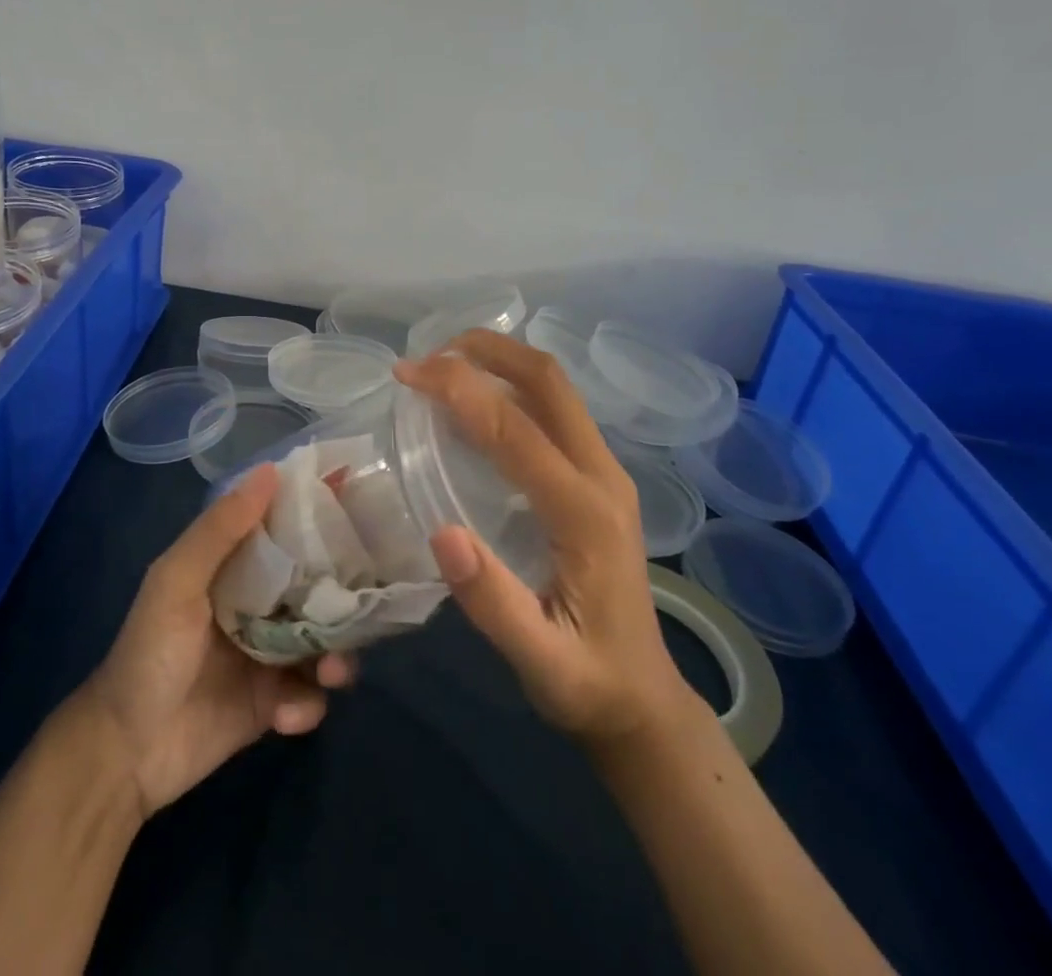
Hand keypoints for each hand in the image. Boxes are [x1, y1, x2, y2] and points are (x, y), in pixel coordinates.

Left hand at [79, 465, 354, 817]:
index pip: (287, 532)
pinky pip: (312, 696)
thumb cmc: (151, 651)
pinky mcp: (276, 704)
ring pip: (326, 643)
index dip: (320, 522)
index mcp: (236, 567)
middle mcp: (260, 604)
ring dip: (337, 656)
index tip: (358, 510)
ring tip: (331, 671)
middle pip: (318, 589)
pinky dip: (307, 704)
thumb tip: (271, 470)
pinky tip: (284, 715)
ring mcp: (271, 655)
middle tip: (361, 605)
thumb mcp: (177, 580)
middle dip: (343, 598)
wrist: (128, 750)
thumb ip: (221, 529)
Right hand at [396, 330, 695, 747]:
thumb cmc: (588, 682)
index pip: (516, 429)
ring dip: (499, 361)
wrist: (645, 701)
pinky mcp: (597, 477)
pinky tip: (475, 402)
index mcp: (585, 514)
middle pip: (549, 381)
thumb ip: (493, 603)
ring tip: (443, 365)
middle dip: (487, 350)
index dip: (459, 390)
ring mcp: (604, 472)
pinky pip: (554, 409)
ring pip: (554, 388)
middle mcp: (602, 476)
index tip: (407, 375)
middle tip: (427, 355)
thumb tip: (441, 533)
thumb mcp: (539, 662)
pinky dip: (510, 386)